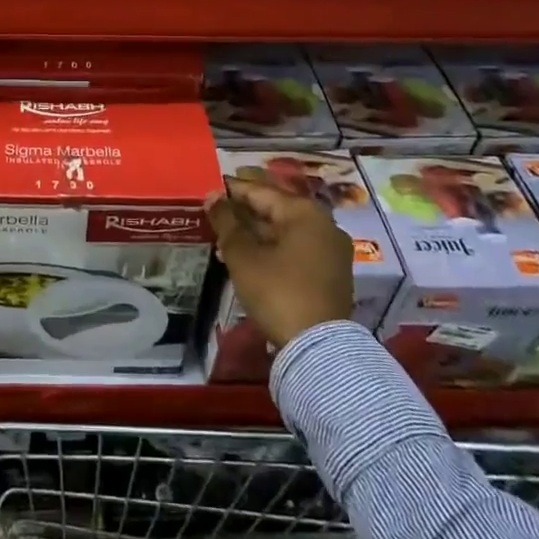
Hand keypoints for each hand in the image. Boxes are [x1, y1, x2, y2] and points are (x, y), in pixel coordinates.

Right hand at [208, 176, 354, 349]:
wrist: (318, 348)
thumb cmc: (277, 291)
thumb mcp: (243, 255)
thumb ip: (226, 221)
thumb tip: (212, 197)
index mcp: (304, 212)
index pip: (259, 191)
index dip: (230, 190)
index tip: (207, 191)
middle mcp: (323, 223)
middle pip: (275, 209)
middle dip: (243, 214)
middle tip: (213, 217)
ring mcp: (331, 249)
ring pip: (285, 231)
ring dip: (256, 234)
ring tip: (225, 239)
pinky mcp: (332, 272)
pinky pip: (296, 249)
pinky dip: (273, 249)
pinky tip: (249, 258)